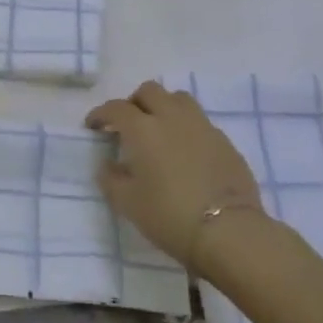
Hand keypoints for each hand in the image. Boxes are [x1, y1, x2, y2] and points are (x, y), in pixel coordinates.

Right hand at [86, 81, 266, 269]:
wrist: (228, 231)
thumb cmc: (169, 215)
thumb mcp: (127, 203)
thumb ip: (111, 179)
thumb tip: (108, 165)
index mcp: (143, 129)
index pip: (116, 108)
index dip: (101, 114)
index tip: (93, 126)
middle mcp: (172, 117)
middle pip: (149, 91)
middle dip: (134, 102)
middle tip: (128, 123)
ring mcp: (202, 126)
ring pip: (179, 99)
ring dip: (163, 107)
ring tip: (159, 129)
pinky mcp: (225, 142)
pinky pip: (200, 122)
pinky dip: (186, 128)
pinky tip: (185, 151)